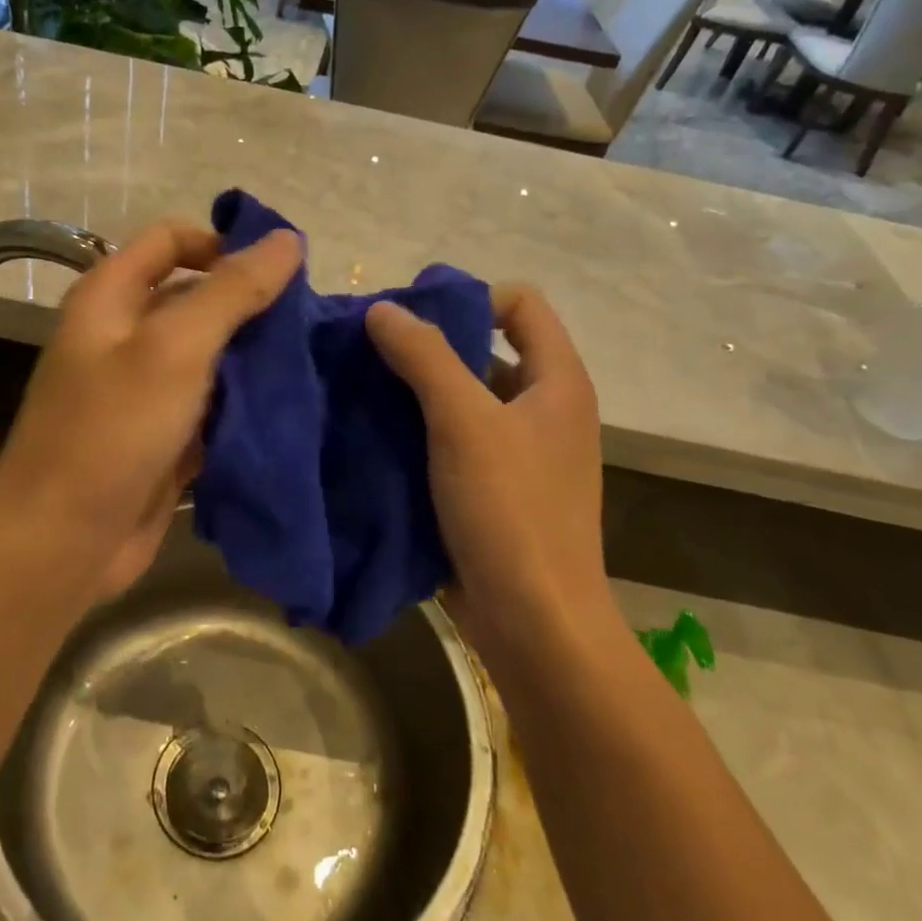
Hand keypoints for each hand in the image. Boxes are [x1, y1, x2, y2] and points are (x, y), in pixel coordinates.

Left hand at [0, 218, 301, 606]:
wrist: (64, 543)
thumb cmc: (113, 431)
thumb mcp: (175, 349)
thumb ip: (232, 291)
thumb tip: (287, 240)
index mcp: (111, 298)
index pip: (171, 240)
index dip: (223, 243)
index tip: (281, 269)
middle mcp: (125, 335)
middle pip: (196, 297)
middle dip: (249, 304)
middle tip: (306, 322)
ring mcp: (144, 389)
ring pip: (210, 354)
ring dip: (253, 356)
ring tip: (309, 362)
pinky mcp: (164, 435)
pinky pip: (212, 404)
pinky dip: (244, 402)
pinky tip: (288, 406)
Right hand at [365, 284, 616, 656]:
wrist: (535, 623)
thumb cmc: (510, 511)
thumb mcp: (464, 423)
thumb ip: (424, 357)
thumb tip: (383, 309)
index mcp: (558, 381)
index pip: (521, 303)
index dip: (470, 297)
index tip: (412, 316)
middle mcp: (546, 409)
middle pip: (489, 349)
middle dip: (432, 345)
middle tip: (372, 351)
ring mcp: (523, 453)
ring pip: (467, 399)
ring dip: (420, 391)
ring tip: (363, 390)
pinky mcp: (497, 490)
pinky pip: (457, 442)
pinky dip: (422, 432)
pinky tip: (378, 435)